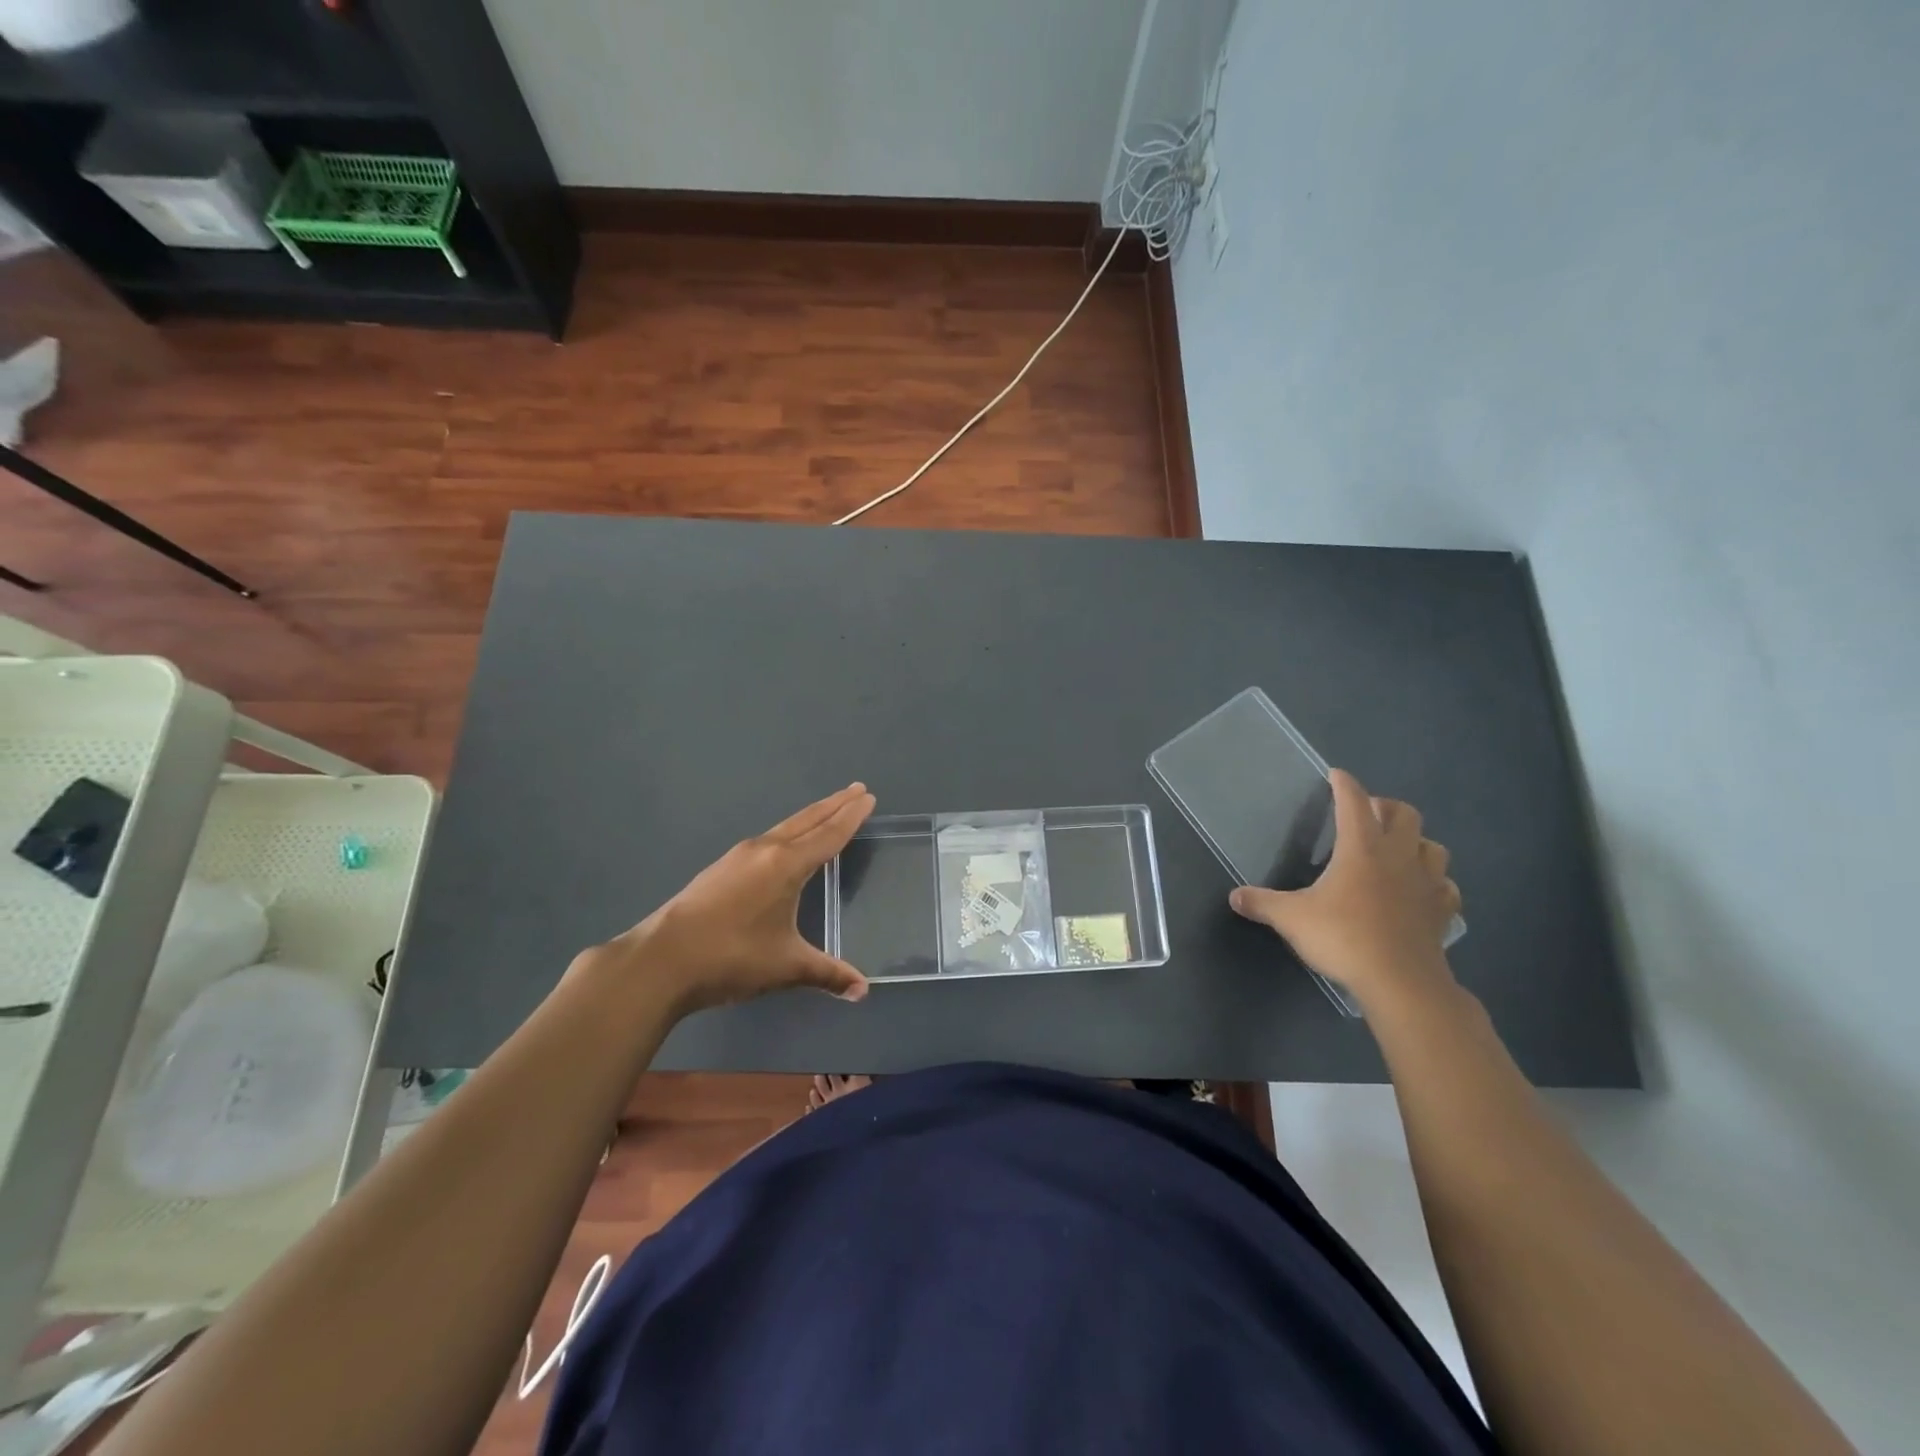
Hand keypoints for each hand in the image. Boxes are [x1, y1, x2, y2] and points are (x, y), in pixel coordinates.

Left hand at [577, 784, 875, 1014]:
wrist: (660, 961)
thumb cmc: (731, 958)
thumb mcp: (786, 966)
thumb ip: (827, 974)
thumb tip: (863, 990)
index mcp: (785, 865)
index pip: (828, 835)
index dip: (850, 817)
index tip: (868, 797)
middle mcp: (764, 850)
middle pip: (807, 820)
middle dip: (834, 805)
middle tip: (857, 789)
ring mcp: (738, 857)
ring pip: (784, 827)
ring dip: (810, 817)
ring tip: (828, 811)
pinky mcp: (720, 869)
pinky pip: (767, 839)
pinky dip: (788, 833)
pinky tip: (784, 846)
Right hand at [1229, 768, 1461, 1011]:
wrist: (1401, 982)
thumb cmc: (1344, 938)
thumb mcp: (1291, 919)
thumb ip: (1263, 903)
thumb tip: (1235, 896)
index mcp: (1361, 848)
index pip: (1354, 802)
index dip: (1344, 784)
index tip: (1336, 775)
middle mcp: (1398, 856)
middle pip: (1404, 813)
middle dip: (1385, 807)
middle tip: (1367, 815)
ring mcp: (1426, 883)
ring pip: (1432, 845)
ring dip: (1415, 841)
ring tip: (1397, 850)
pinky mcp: (1442, 910)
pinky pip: (1446, 886)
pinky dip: (1434, 881)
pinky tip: (1421, 891)